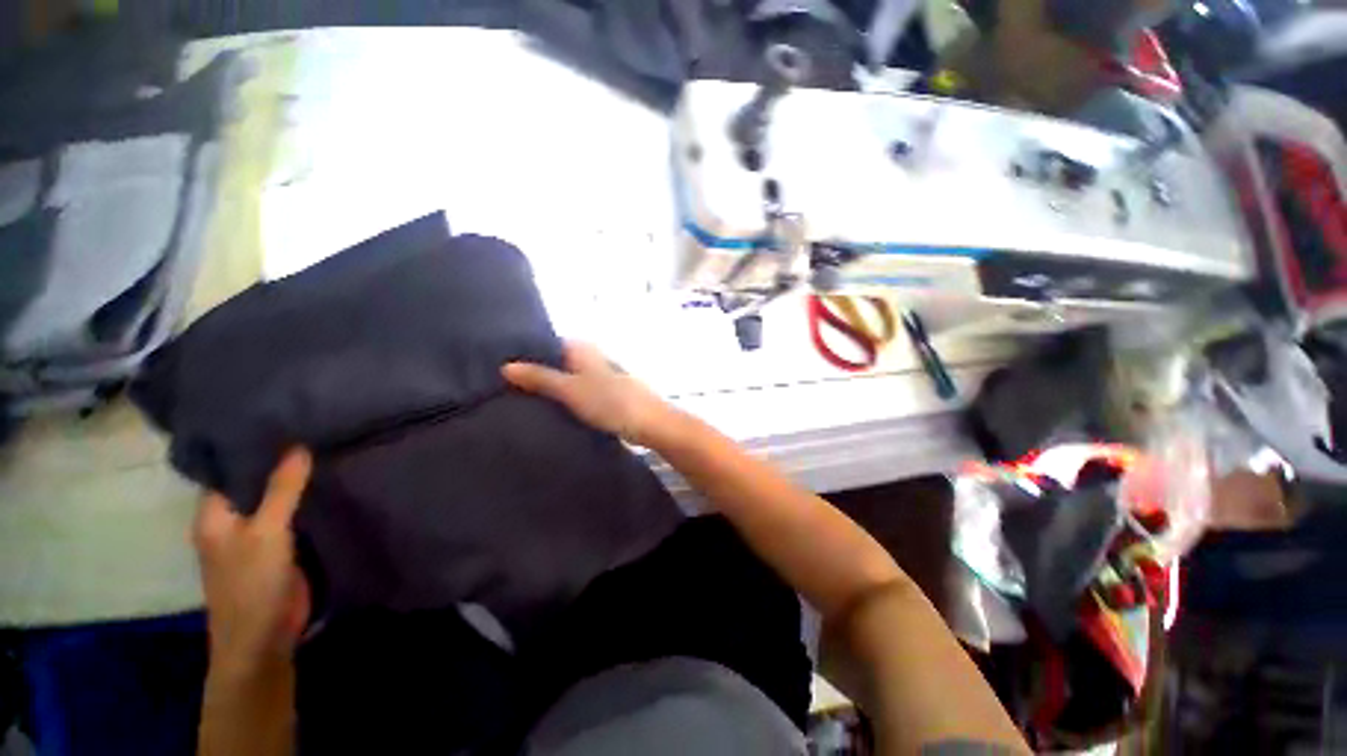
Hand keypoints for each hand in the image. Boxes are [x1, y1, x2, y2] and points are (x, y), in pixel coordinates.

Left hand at [194, 449, 311, 672]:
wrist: (264, 638)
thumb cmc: (251, 583)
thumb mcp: (267, 532)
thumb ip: (282, 490)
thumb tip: (298, 446)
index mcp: (214, 514)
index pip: (228, 469)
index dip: (250, 446)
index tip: (282, 420)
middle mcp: (232, 521)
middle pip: (254, 483)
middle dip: (279, 462)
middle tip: (312, 429)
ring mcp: (257, 536)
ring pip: (276, 500)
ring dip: (295, 482)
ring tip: (325, 448)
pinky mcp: (280, 548)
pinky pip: (293, 516)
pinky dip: (306, 501)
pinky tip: (327, 484)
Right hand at [503, 341, 675, 445]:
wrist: (648, 423)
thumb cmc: (610, 401)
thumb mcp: (570, 389)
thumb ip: (540, 378)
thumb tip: (506, 367)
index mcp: (583, 348)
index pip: (548, 343)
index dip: (527, 353)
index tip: (503, 366)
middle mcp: (591, 357)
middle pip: (557, 361)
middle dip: (536, 371)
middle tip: (506, 385)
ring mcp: (600, 375)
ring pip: (568, 377)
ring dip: (550, 386)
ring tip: (520, 397)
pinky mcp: (605, 394)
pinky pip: (578, 392)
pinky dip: (565, 397)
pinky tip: (550, 409)